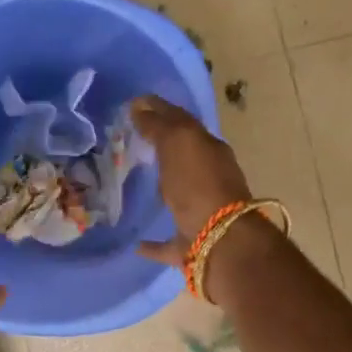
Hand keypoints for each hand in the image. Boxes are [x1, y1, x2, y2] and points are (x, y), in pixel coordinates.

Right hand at [128, 95, 252, 267]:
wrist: (221, 241)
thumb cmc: (199, 185)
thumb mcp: (178, 143)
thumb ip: (159, 125)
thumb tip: (140, 107)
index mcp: (209, 150)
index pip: (181, 122)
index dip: (158, 110)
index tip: (132, 105)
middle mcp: (209, 179)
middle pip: (183, 158)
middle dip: (162, 148)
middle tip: (130, 140)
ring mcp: (202, 214)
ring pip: (179, 197)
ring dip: (162, 190)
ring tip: (135, 184)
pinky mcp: (190, 246)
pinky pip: (169, 242)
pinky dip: (153, 242)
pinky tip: (136, 244)